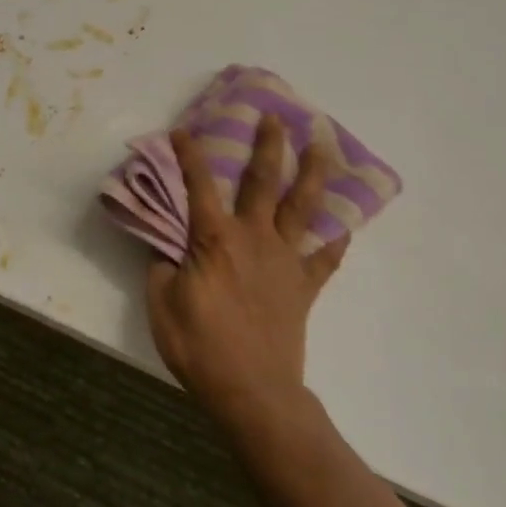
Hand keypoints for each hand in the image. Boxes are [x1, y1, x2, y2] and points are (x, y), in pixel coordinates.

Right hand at [145, 115, 347, 434]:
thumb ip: (161, 265)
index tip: (184, 130)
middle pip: (263, 182)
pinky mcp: (304, 286)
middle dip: (267, 146)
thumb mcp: (161, 302)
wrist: (252, 390)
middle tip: (273, 116)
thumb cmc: (199, 345)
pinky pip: (326, 257)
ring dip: (312, 172)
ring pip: (303, 207)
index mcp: (215, 239)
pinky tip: (344, 222)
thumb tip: (166, 244)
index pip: (199, 185)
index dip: (189, 154)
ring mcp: (285, 260)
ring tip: (321, 144)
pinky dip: (336, 238)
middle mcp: (254, 238)